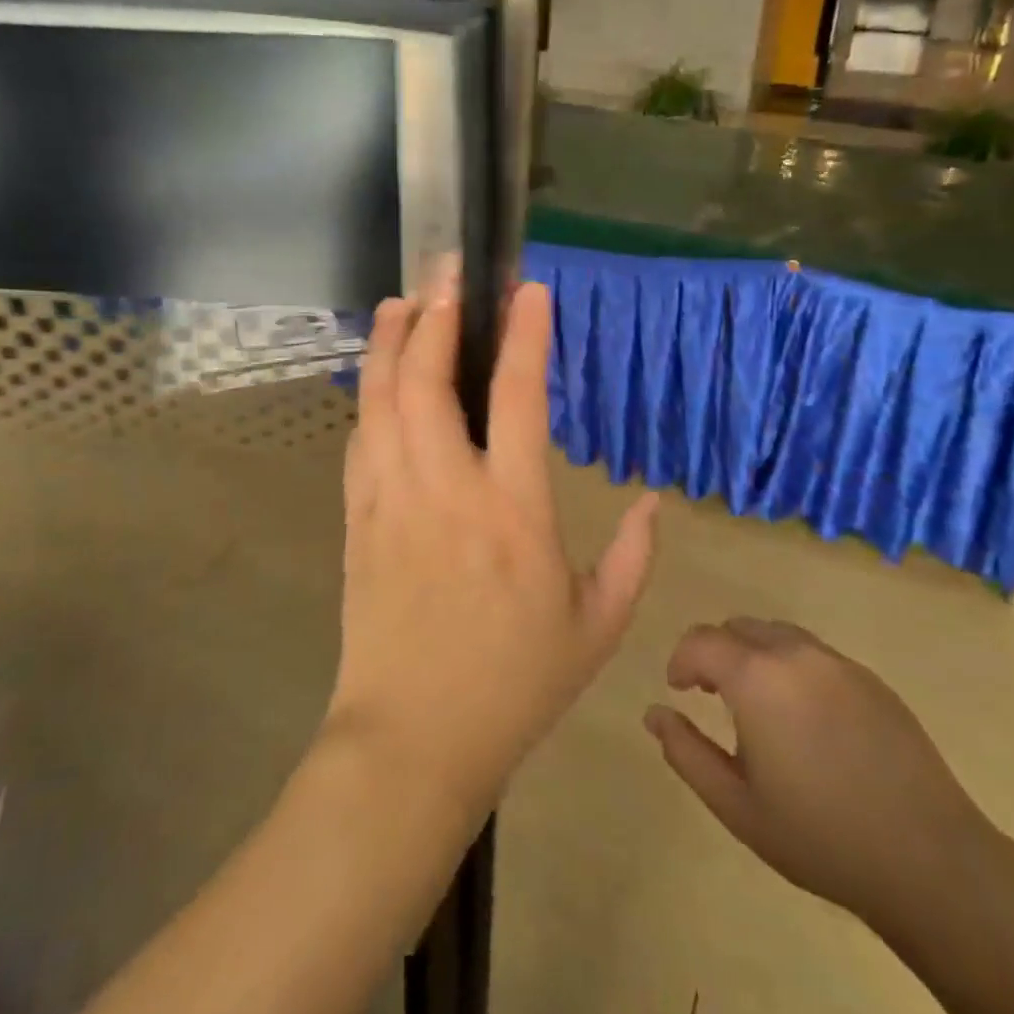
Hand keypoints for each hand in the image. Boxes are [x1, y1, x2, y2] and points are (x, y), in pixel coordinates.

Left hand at [326, 278, 659, 817]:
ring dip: (392, 344)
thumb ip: (635, 559)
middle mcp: (447, 490)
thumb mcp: (597, 629)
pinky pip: (361, 441)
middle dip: (438, 317)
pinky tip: (379, 377)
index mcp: (513, 511)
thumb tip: (655, 501)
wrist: (412, 740)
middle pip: (430, 381)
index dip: (526, 335)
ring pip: (382, 400)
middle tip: (445, 273)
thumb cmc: (514, 685)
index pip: (519, 399)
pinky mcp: (358, 519)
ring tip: (404, 302)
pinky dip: (370, 397)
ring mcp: (392, 501)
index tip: (529, 290)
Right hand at [645, 618, 990, 923]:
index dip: (682, 660)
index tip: (679, 690)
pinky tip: (808, 720)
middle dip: (718, 653)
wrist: (930, 861)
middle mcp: (795, 653)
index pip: (702, 640)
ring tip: (760, 707)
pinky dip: (794, 669)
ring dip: (756, 656)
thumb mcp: (736, 805)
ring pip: (779, 635)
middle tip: (715, 697)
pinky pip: (816, 655)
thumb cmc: (820, 836)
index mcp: (756, 677)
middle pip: (740, 628)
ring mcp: (838, 662)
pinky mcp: (871, 679)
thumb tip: (654, 713)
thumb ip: (686, 752)